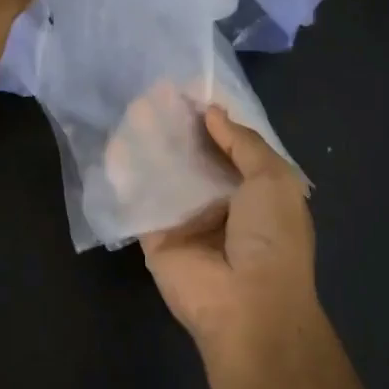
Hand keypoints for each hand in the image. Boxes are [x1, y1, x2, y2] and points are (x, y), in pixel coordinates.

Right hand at [139, 106, 317, 359]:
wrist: (246, 304)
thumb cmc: (270, 238)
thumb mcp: (274, 180)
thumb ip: (243, 143)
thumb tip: (213, 112)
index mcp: (253, 187)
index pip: (227, 141)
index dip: (210, 113)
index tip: (187, 84)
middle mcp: (217, 198)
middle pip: (191, 151)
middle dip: (175, 121)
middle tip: (154, 90)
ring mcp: (183, 215)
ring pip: (162, 168)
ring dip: (149, 138)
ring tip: (132, 106)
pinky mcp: (153, 232)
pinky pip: (137, 195)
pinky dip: (125, 170)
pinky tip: (113, 141)